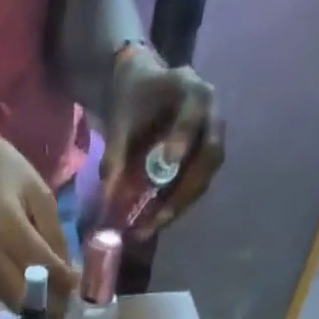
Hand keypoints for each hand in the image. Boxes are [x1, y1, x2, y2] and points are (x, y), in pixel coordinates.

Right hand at [0, 117, 78, 311]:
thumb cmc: (5, 172)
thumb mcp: (39, 193)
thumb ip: (55, 235)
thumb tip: (68, 274)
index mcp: (6, 226)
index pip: (41, 265)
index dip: (64, 281)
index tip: (78, 284)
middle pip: (23, 296)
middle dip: (48, 304)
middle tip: (67, 301)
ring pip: (13, 302)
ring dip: (36, 305)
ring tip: (54, 295)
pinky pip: (3, 296)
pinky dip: (22, 298)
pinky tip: (34, 288)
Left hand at [103, 47, 224, 238]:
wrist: (141, 91)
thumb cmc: (132, 100)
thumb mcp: (120, 120)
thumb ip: (115, 154)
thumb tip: (108, 200)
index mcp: (192, 90)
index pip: (194, 113)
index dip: (183, 136)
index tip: (167, 161)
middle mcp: (210, 114)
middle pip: (210, 154)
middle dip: (184, 189)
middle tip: (159, 217)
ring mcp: (210, 139)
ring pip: (205, 177)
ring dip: (180, 205)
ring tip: (151, 227)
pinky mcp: (202, 162)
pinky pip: (195, 188)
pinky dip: (176, 206)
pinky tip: (155, 222)